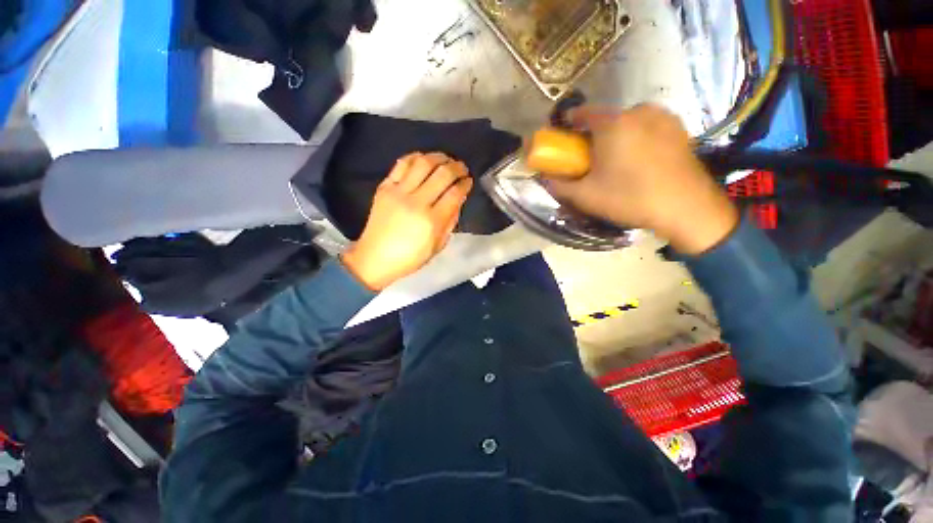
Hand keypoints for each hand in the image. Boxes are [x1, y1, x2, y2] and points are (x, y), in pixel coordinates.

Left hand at [341, 153, 472, 290]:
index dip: (465, 184)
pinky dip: (415, 157)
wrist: (374, 258)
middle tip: (462, 167)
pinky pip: (401, 164)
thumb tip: (458, 199)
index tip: (469, 181)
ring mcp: (398, 192)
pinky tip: (423, 159)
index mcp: (432, 221)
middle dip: (457, 167)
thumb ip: (450, 221)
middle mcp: (416, 202)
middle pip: (442, 174)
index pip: (454, 193)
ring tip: (445, 159)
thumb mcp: (437, 246)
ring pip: (423, 163)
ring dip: (439, 157)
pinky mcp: (384, 187)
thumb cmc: (410, 258)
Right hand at [545, 104, 738, 254]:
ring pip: (628, 123)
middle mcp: (639, 111)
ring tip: (616, 162)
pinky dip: (636, 138)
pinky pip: (647, 127)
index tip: (563, 138)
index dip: (568, 124)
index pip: (582, 113)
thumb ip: (559, 185)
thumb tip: (544, 178)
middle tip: (590, 159)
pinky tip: (639, 161)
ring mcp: (663, 117)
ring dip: (616, 137)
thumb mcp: (585, 196)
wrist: (686, 208)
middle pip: (606, 119)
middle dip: (593, 135)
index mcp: (613, 123)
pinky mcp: (679, 128)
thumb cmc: (629, 198)